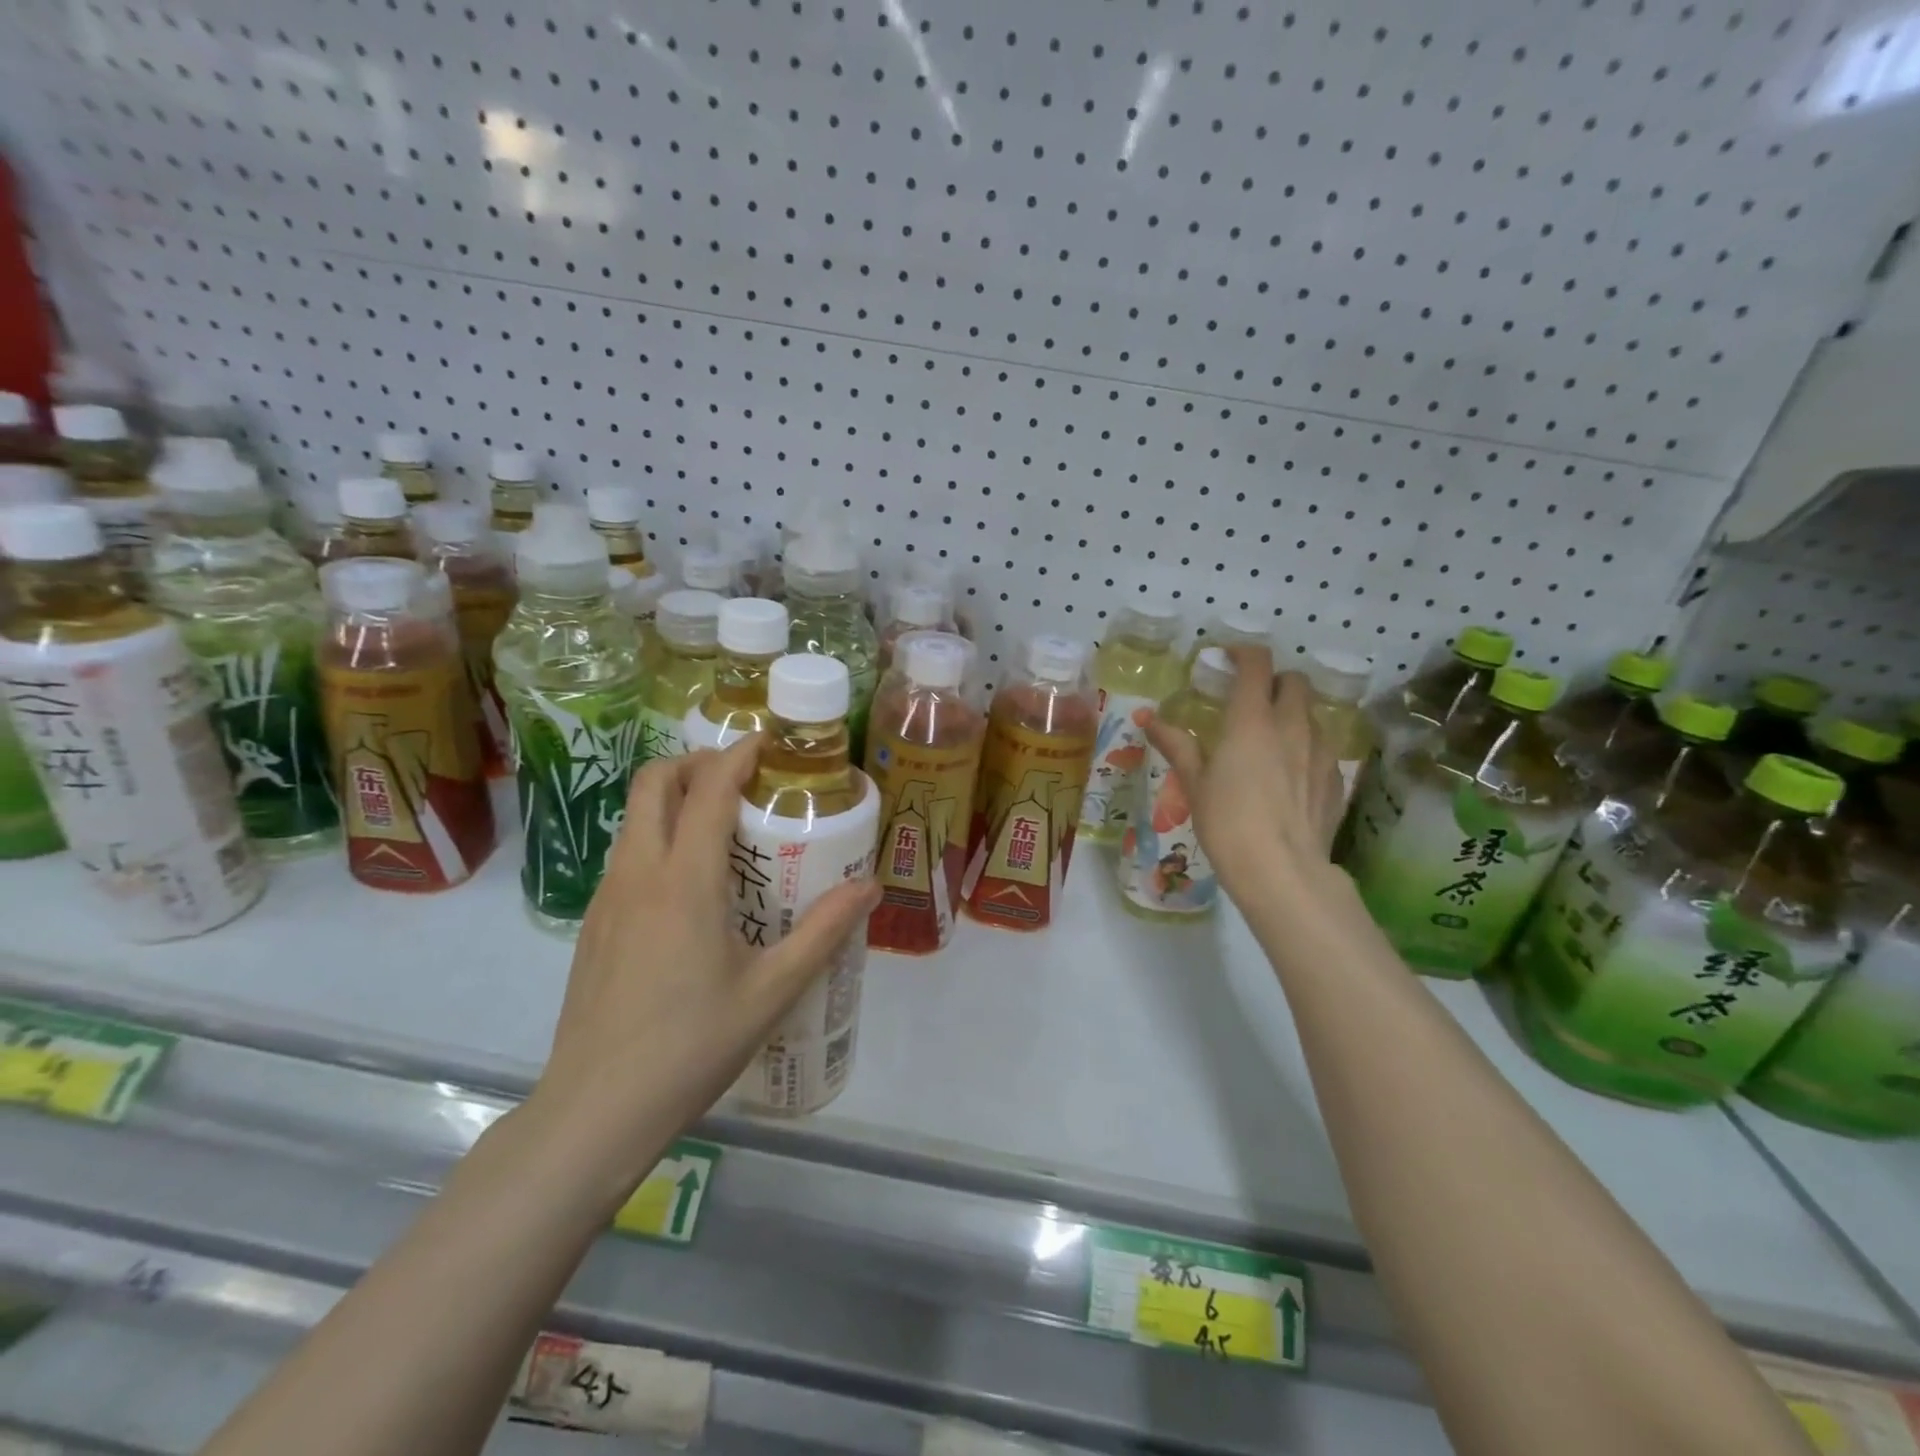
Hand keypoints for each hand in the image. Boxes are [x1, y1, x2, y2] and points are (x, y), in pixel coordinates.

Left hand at [533, 736, 879, 1172]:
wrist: (595, 1110)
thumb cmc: (691, 1045)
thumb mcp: (772, 990)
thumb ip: (823, 932)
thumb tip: (870, 887)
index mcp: (685, 881)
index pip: (709, 790)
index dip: (738, 755)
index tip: (768, 742)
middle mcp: (638, 873)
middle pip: (654, 783)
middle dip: (696, 763)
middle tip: (742, 778)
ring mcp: (606, 897)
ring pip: (634, 817)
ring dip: (674, 798)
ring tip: (722, 825)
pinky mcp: (593, 923)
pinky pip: (626, 853)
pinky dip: (658, 836)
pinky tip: (690, 885)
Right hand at [1142, 646, 1345, 904]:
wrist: (1282, 872)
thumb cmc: (1228, 824)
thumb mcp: (1195, 784)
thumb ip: (1177, 745)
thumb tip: (1149, 718)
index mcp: (1252, 720)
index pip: (1256, 664)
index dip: (1242, 652)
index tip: (1227, 658)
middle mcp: (1292, 726)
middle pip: (1294, 681)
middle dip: (1274, 681)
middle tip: (1251, 700)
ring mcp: (1321, 752)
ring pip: (1312, 714)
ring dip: (1293, 714)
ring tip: (1271, 740)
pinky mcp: (1336, 780)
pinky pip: (1323, 750)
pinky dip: (1306, 749)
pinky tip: (1290, 777)